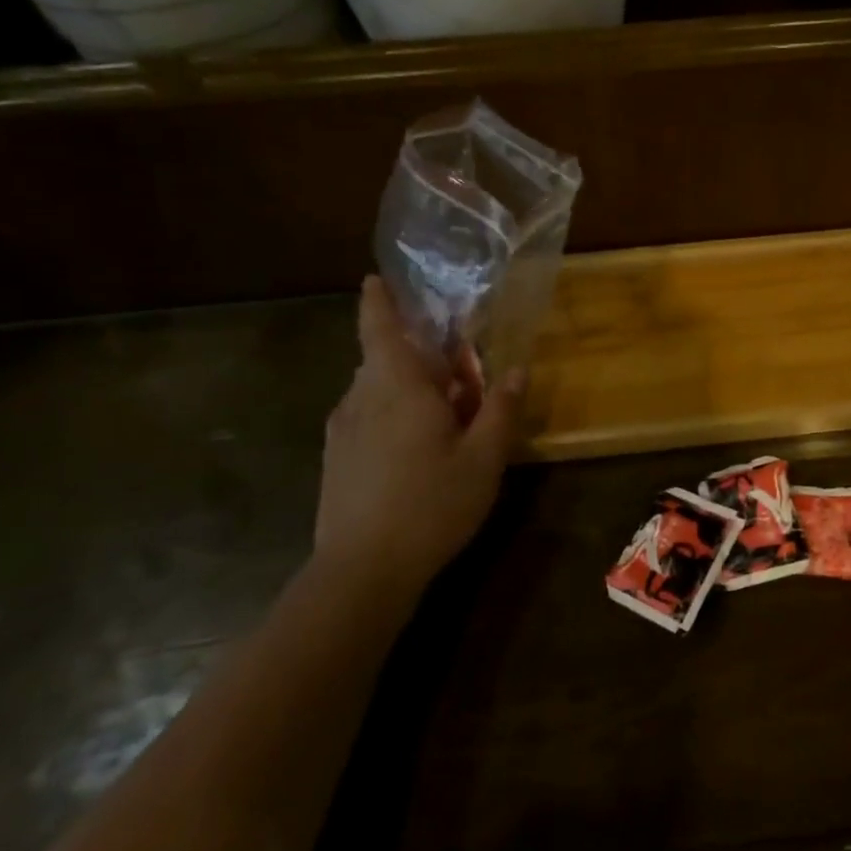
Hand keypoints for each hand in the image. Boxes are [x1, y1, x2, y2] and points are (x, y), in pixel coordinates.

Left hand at [313, 276, 520, 590]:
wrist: (361, 571)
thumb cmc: (431, 504)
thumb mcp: (484, 458)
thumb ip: (500, 409)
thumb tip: (515, 369)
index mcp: (397, 387)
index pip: (379, 326)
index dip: (378, 300)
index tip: (376, 279)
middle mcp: (361, 398)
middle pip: (386, 359)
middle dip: (421, 357)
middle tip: (462, 376)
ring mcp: (343, 430)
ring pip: (377, 390)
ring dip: (409, 389)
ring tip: (446, 418)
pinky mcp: (336, 459)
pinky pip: (366, 417)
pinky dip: (392, 415)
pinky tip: (417, 450)